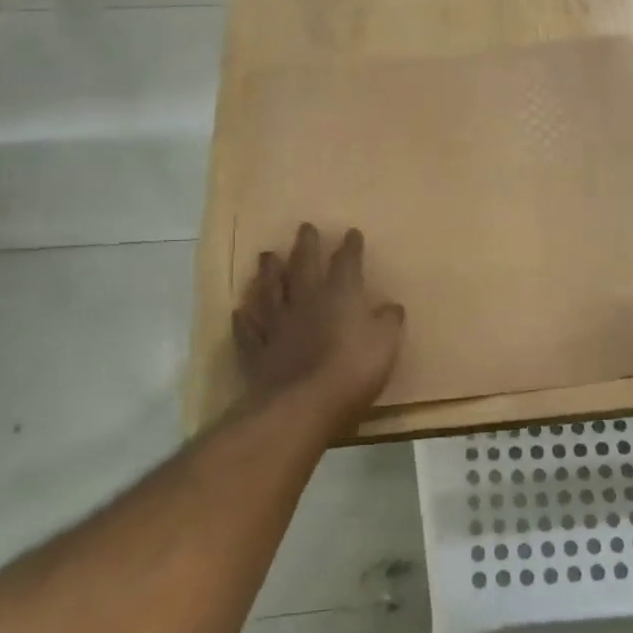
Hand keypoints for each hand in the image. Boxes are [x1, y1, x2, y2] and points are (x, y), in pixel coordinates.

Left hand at [232, 224, 404, 431]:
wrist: (303, 405)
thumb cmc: (353, 370)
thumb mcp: (385, 344)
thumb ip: (388, 323)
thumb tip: (391, 306)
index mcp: (340, 296)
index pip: (347, 263)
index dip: (350, 247)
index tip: (351, 232)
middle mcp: (306, 301)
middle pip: (304, 266)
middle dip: (306, 246)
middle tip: (304, 227)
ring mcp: (278, 325)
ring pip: (271, 291)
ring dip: (269, 272)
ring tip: (267, 255)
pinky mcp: (258, 352)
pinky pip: (249, 331)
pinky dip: (245, 320)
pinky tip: (240, 311)